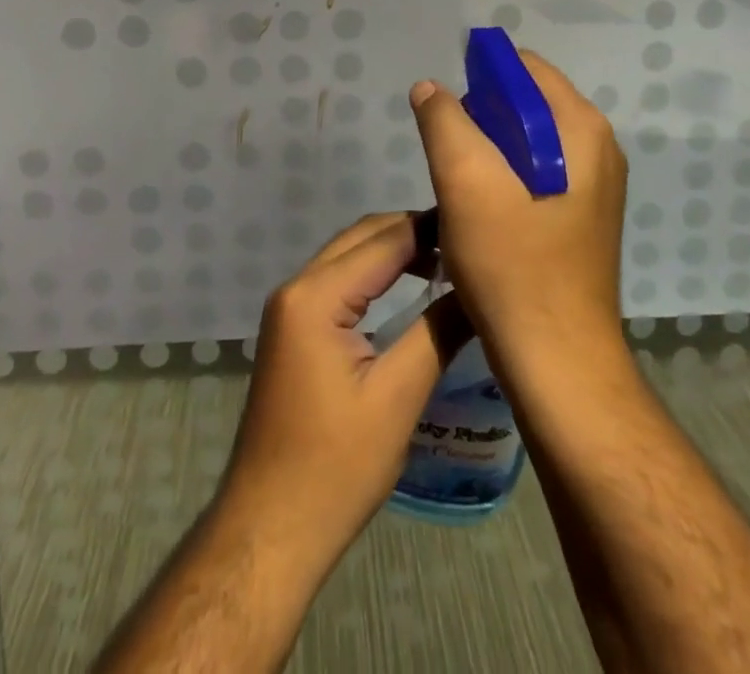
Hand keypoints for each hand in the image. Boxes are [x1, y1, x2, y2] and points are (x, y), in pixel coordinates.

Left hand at [218, 212, 470, 571]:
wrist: (269, 527)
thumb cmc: (336, 466)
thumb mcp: (397, 398)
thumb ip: (438, 333)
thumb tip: (480, 290)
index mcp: (315, 295)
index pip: (383, 241)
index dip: (430, 228)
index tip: (476, 223)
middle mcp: (296, 287)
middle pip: (361, 238)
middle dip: (411, 232)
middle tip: (466, 241)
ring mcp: (289, 307)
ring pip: (347, 256)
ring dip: (392, 251)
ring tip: (446, 260)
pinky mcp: (292, 329)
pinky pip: (337, 282)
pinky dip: (372, 275)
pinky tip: (406, 288)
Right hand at [409, 49, 626, 368]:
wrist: (557, 361)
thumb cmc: (512, 264)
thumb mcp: (465, 181)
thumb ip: (443, 120)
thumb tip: (430, 88)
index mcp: (581, 128)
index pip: (524, 68)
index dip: (479, 76)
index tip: (445, 110)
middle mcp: (597, 148)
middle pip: (526, 103)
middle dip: (480, 118)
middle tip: (448, 155)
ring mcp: (594, 186)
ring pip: (526, 141)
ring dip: (487, 151)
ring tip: (459, 186)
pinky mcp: (582, 217)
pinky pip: (535, 173)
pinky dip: (503, 178)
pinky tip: (480, 211)